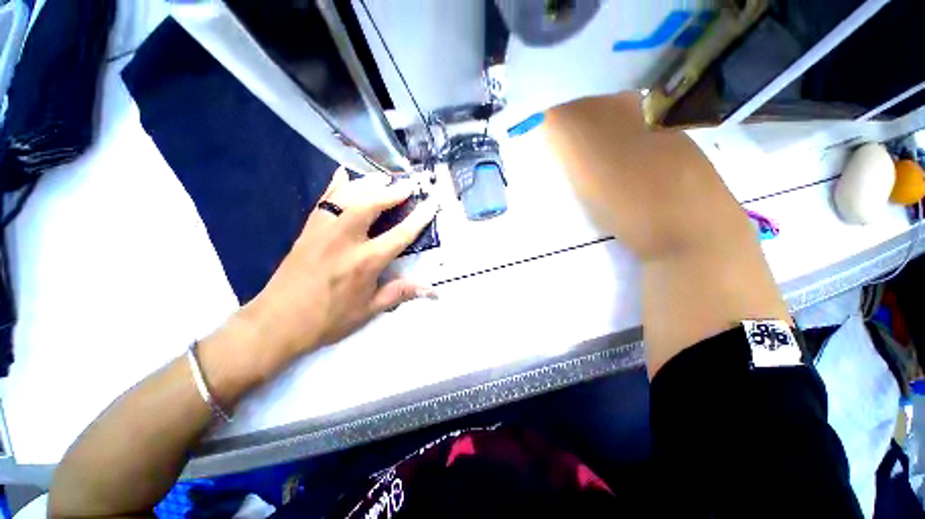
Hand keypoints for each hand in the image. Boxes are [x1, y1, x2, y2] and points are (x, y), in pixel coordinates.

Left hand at [241, 167, 438, 357]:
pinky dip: (336, 185)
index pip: (400, 234)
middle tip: (408, 183)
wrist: (278, 321)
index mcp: (365, 262)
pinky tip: (344, 174)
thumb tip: (432, 289)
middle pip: (371, 205)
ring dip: (368, 184)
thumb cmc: (329, 318)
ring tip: (384, 177)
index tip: (432, 202)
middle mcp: (345, 240)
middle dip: (392, 191)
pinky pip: (324, 201)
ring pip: (347, 197)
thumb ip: (400, 293)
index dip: (419, 217)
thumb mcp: (369, 310)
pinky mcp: (308, 229)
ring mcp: (323, 231)